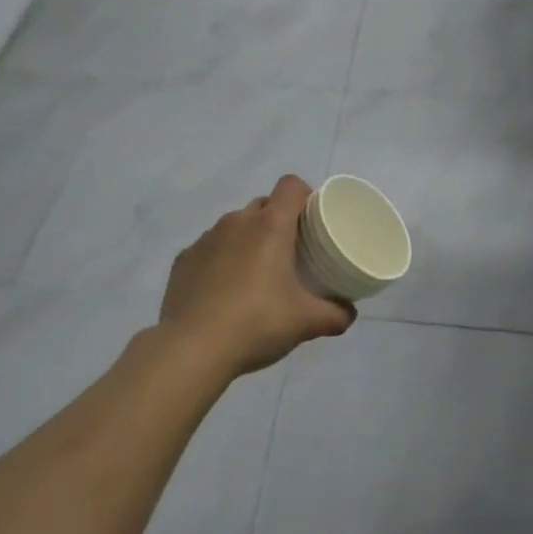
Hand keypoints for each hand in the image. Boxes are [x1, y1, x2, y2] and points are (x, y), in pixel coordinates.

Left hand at [160, 175, 354, 378]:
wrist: (192, 348)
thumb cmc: (257, 323)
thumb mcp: (305, 322)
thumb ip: (335, 314)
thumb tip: (349, 312)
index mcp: (270, 225)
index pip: (291, 185)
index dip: (304, 195)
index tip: (311, 219)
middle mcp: (237, 222)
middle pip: (263, 204)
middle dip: (277, 220)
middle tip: (290, 252)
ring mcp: (206, 239)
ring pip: (234, 226)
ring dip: (247, 240)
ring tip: (255, 274)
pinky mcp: (183, 259)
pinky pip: (209, 248)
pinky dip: (220, 260)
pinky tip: (223, 291)